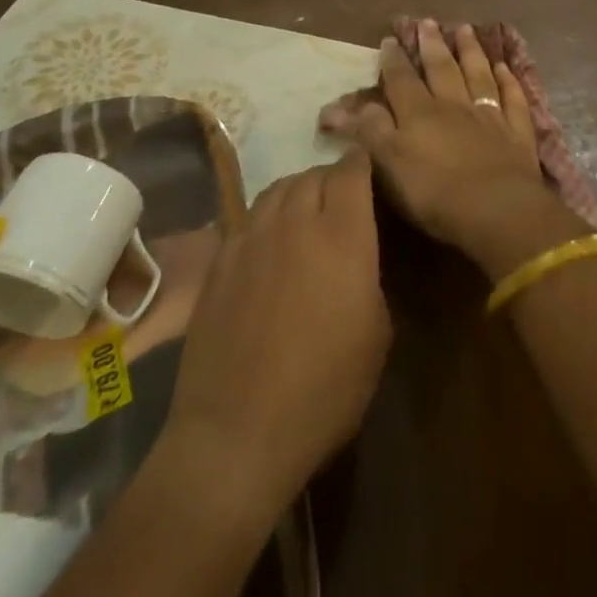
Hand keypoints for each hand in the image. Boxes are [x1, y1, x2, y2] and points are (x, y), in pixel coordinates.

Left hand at [155, 148, 390, 522]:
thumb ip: (370, 276)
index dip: (362, 162)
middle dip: (332, 177)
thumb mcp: (377, 334)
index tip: (369, 168)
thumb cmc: (324, 389)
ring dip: (297, 191)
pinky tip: (269, 241)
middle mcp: (295, 223)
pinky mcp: (220, 262)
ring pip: (277, 189)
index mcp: (342, 235)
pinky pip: (248, 217)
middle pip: (313, 174)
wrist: (236, 434)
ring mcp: (251, 239)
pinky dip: (266, 216)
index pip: (352, 171)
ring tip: (305, 212)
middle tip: (342, 199)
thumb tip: (358, 258)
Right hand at [335, 19, 586, 276]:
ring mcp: (489, 116)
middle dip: (432, 45)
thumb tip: (335, 107)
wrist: (497, 209)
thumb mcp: (388, 164)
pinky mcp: (517, 132)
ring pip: (478, 75)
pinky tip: (504, 68)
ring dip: (471, 52)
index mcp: (419, 113)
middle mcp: (454, 106)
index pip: (402, 80)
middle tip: (428, 21)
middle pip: (442, 69)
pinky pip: (512, 99)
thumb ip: (366, 131)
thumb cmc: (434, 193)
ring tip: (465, 29)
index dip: (394, 61)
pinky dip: (508, 81)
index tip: (390, 40)